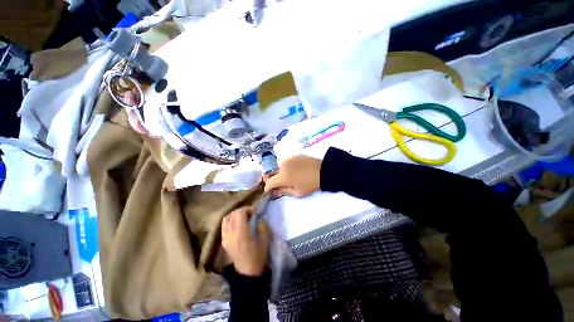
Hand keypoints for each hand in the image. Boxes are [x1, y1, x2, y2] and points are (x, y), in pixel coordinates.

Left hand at [221, 206, 268, 276]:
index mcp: (241, 234)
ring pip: (226, 218)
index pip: (240, 214)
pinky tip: (237, 223)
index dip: (247, 209)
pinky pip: (224, 226)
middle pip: (233, 214)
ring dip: (235, 214)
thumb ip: (262, 226)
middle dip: (242, 210)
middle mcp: (231, 234)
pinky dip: (230, 220)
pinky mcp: (224, 241)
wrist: (247, 272)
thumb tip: (258, 218)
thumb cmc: (258, 256)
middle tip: (250, 213)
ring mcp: (225, 238)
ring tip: (243, 217)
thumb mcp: (265, 240)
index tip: (255, 211)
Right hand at [263, 155, 321, 196]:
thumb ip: (284, 191)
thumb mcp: (297, 192)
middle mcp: (282, 165)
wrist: (323, 171)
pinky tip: (289, 169)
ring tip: (282, 176)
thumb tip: (275, 191)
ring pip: (278, 165)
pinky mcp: (294, 155)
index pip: (269, 182)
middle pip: (271, 172)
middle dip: (270, 178)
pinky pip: (285, 161)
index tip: (268, 190)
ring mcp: (288, 159)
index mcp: (282, 176)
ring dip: (277, 171)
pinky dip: (284, 166)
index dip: (267, 187)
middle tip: (272, 182)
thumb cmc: (310, 184)